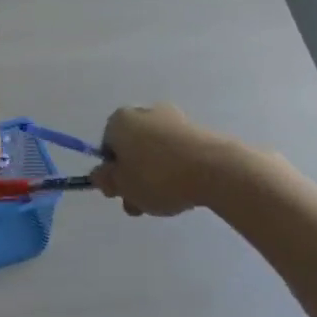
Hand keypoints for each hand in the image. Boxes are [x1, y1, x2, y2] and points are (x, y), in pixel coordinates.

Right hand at [91, 104, 235, 216]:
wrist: (215, 169)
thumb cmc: (157, 176)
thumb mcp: (122, 185)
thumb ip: (106, 180)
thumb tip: (100, 174)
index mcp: (121, 120)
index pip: (107, 146)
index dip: (112, 171)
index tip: (121, 192)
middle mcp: (146, 112)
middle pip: (132, 149)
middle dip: (134, 177)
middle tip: (140, 203)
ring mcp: (175, 120)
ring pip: (155, 153)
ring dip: (155, 176)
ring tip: (165, 202)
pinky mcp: (199, 131)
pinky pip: (178, 154)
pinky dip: (177, 170)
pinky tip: (184, 189)